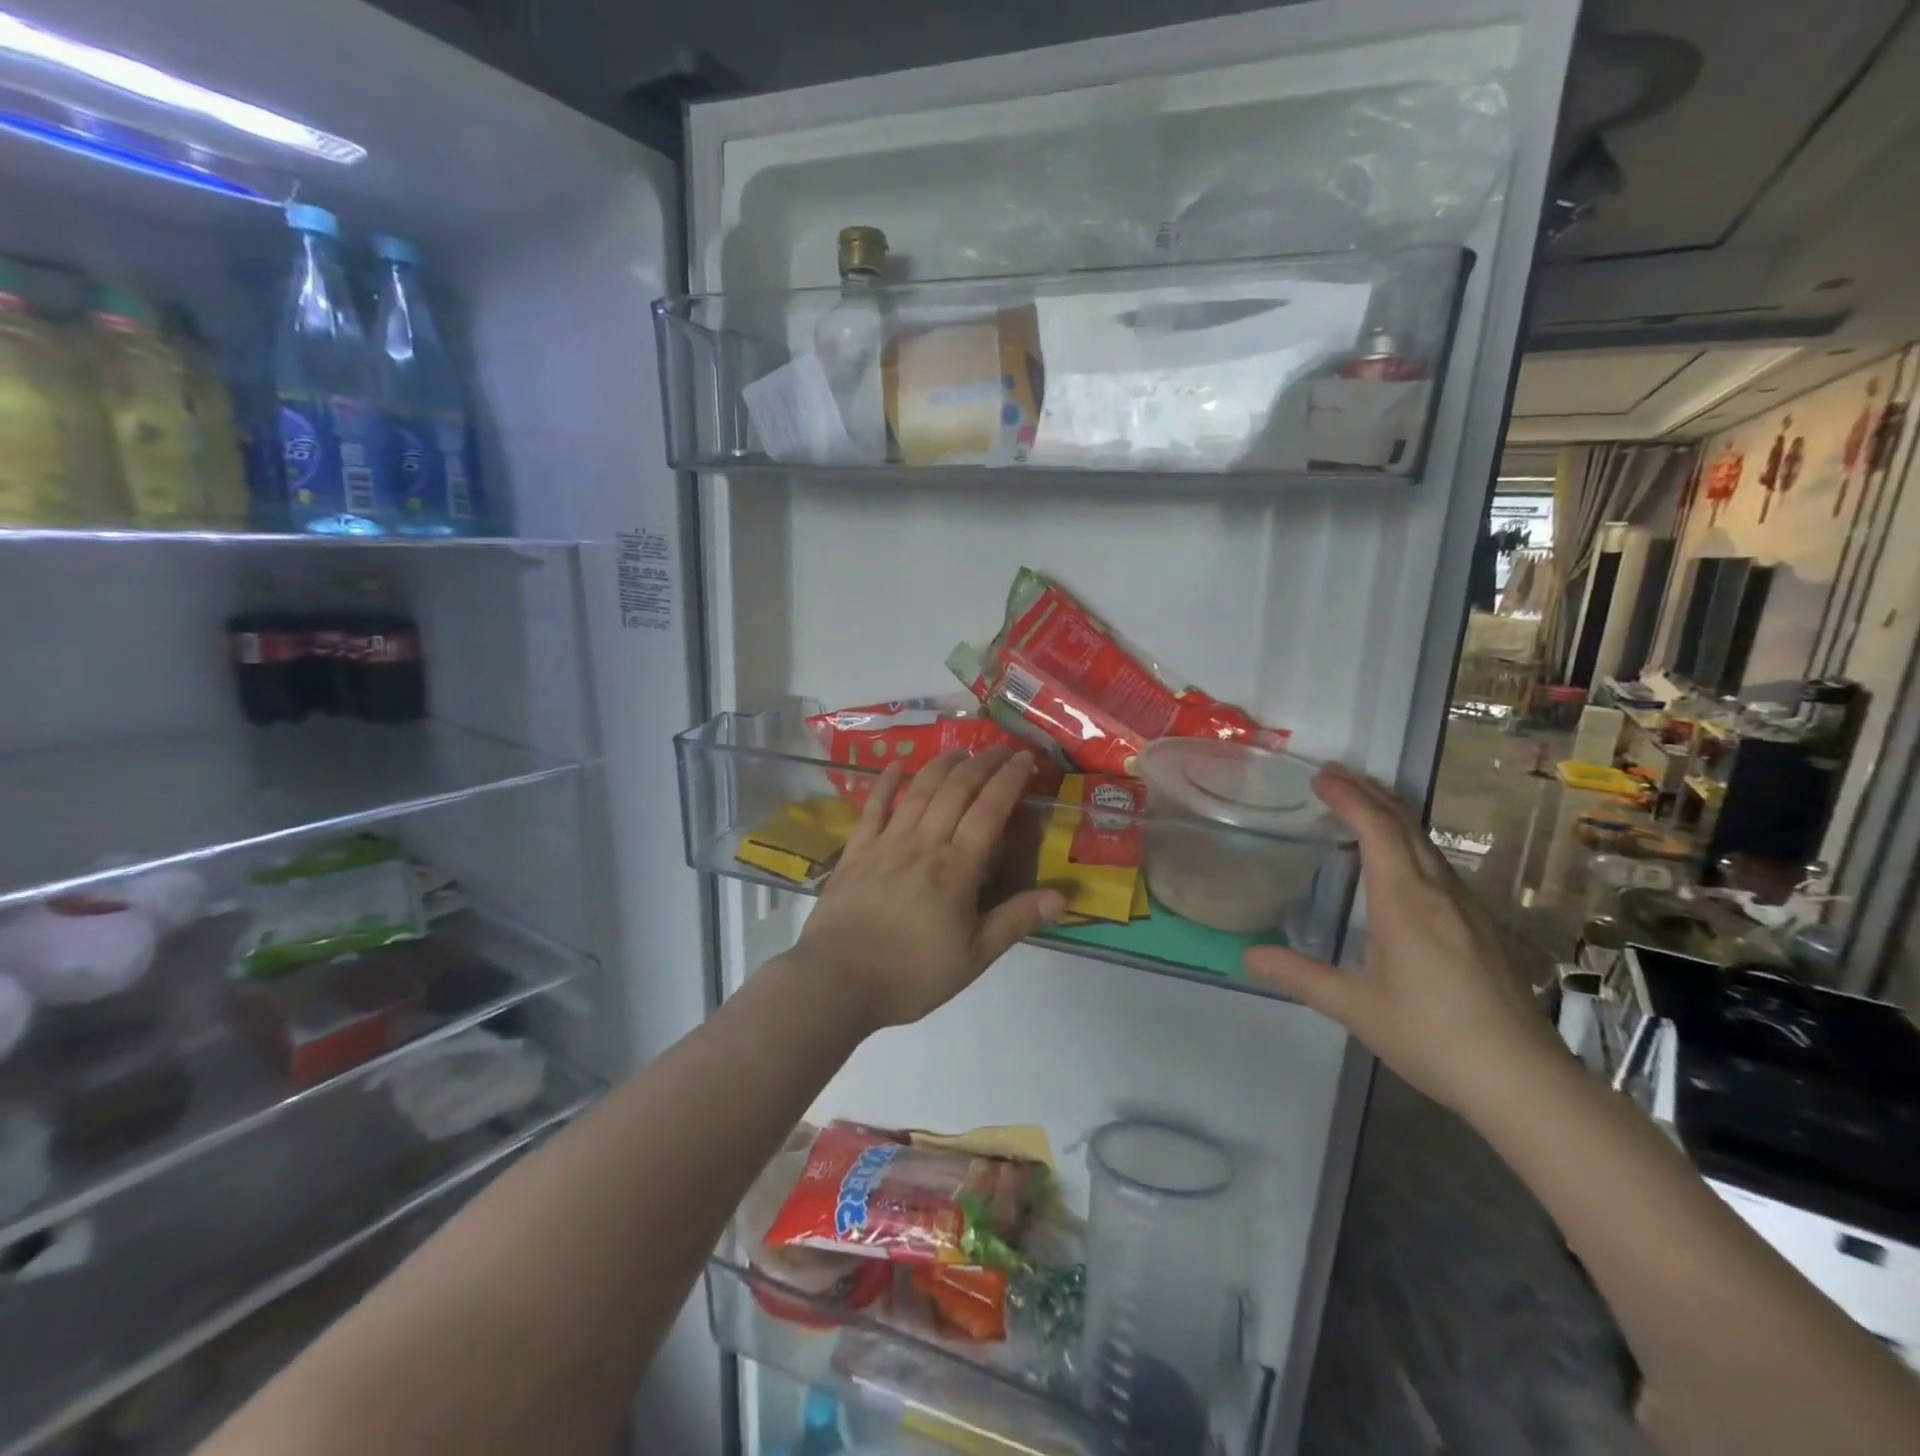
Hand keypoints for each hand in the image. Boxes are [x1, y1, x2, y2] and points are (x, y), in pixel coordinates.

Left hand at [793, 749, 1065, 1031]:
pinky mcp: (856, 850)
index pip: (989, 810)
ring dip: (942, 765)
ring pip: (920, 790)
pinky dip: (886, 782)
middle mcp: (924, 843)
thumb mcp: (973, 958)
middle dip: (981, 764)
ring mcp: (886, 842)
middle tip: (999, 748)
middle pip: (956, 790)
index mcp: (957, 868)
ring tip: (960, 750)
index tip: (1025, 758)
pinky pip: (873, 806)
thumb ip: (1014, 921)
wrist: (838, 980)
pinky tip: (896, 765)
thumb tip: (1061, 897)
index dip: (1009, 779)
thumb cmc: (911, 974)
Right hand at [1243, 763, 1560, 1117]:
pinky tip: (1398, 860)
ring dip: (1390, 814)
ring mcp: (1465, 908)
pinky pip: (1438, 864)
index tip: (1319, 777)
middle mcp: (1438, 892)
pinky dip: (1408, 842)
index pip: (1377, 830)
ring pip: (1425, 843)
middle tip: (1333, 774)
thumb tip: (1249, 956)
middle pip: (1404, 825)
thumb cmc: (1432, 1037)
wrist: (1524, 1081)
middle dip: (1368, 792)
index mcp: (1405, 902)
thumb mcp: (1356, 1007)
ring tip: (1360, 803)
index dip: (1348, 797)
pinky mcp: (1479, 927)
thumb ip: (1301, 976)